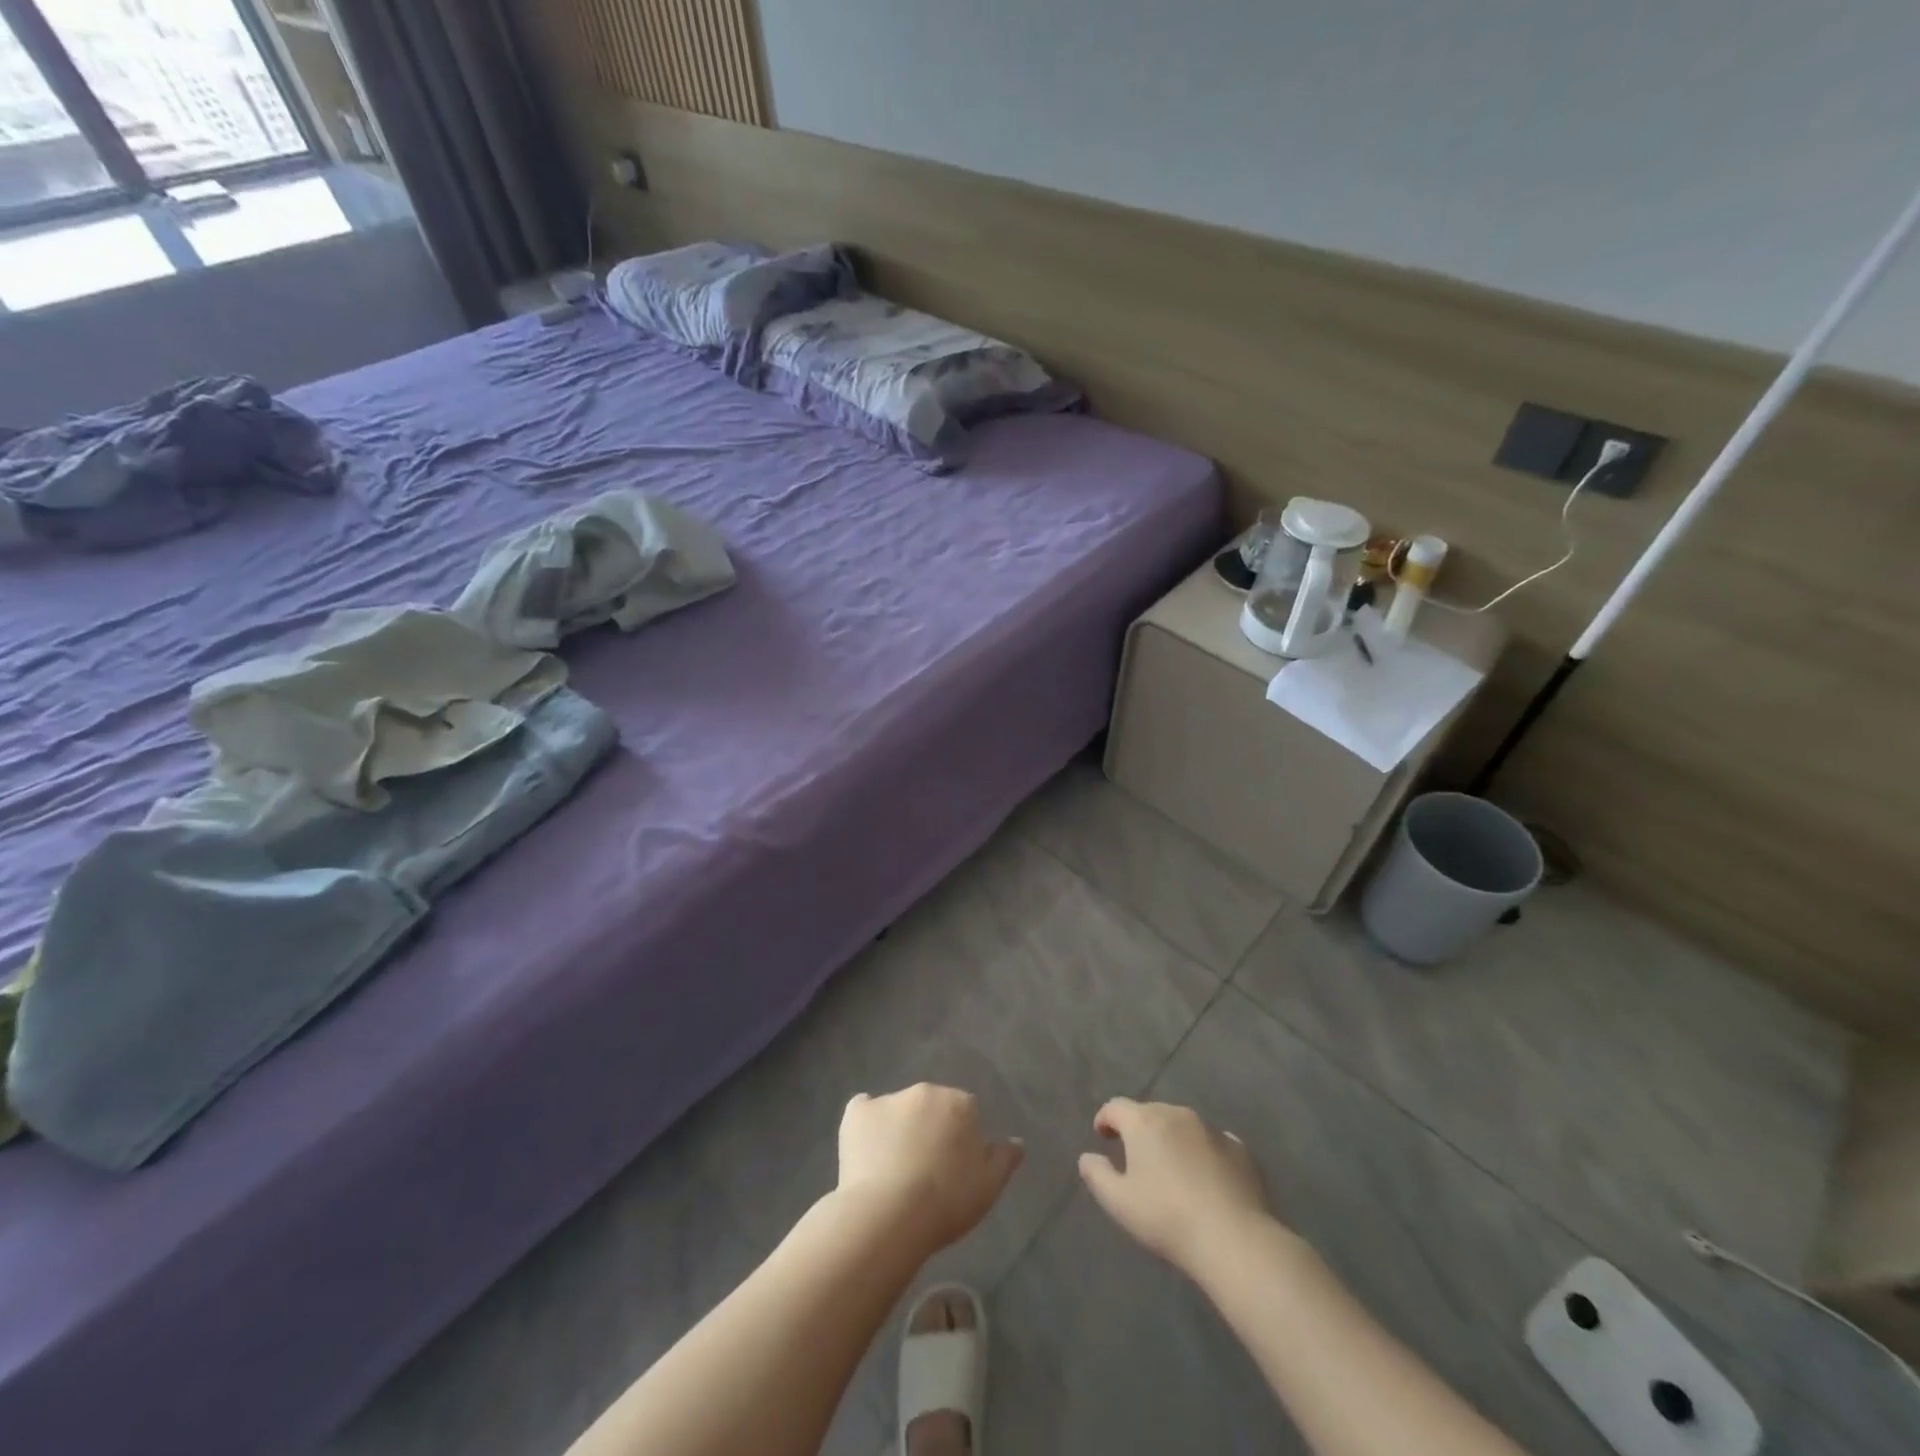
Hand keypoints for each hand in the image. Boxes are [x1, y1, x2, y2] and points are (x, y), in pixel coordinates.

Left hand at [837, 1084, 1022, 1253]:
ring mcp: (889, 1099)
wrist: (890, 1214)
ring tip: (893, 1170)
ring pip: (898, 1110)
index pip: (965, 1113)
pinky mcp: (856, 1113)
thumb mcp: (989, 1187)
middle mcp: (925, 1091)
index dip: (960, 1140)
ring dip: (899, 1128)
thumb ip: (1005, 1158)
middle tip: (925, 1170)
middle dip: (930, 1128)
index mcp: (960, 1103)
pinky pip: (863, 1110)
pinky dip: (865, 1125)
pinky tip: (864, 1151)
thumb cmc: (947, 1201)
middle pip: (931, 1106)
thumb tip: (1016, 1141)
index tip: (954, 1169)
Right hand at [1078, 1098, 1274, 1271]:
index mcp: (1144, 1122)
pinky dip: (1203, 1153)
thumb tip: (1087, 1158)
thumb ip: (1097, 1175)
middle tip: (1136, 1158)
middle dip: (1140, 1130)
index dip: (1105, 1119)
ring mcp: (1212, 1129)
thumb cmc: (1167, 1218)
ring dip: (1172, 1139)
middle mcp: (1177, 1114)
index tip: (1102, 1136)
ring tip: (1172, 1169)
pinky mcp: (1240, 1150)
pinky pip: (1212, 1143)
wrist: (1234, 1239)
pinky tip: (1206, 1179)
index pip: (1116, 1107)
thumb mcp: (1119, 1203)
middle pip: (1150, 1113)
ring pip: (1183, 1125)